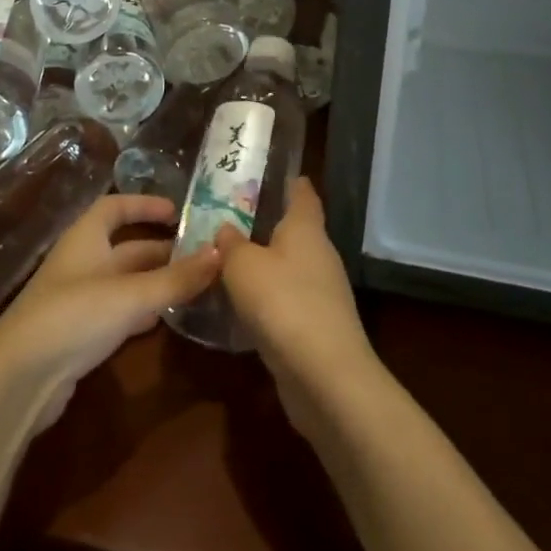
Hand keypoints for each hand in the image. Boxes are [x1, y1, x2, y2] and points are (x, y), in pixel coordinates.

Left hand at [0, 194, 219, 429]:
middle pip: (126, 248)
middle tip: (202, 255)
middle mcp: (82, 262)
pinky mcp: (79, 334)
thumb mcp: (131, 294)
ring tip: (194, 285)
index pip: (115, 207)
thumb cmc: (74, 316)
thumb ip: (176, 278)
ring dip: (156, 282)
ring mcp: (78, 299)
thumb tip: (221, 252)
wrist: (19, 378)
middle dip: (161, 250)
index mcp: (86, 238)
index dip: (144, 205)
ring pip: (125, 282)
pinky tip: (165, 320)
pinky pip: (118, 312)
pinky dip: (142, 312)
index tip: (178, 211)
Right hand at [216, 179, 378, 437]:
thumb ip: (230, 244)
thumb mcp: (242, 265)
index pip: (302, 193)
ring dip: (264, 265)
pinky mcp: (318, 327)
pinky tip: (242, 305)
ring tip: (228, 261)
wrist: (324, 377)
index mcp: (306, 228)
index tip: (268, 173)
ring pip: (289, 267)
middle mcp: (320, 255)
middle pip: (295, 231)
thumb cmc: (282, 302)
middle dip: (266, 224)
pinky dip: (268, 299)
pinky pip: (288, 301)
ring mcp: (323, 293)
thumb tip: (226, 230)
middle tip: (229, 218)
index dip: (289, 181)